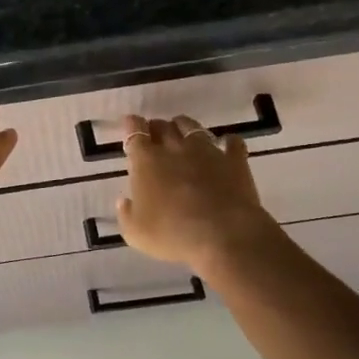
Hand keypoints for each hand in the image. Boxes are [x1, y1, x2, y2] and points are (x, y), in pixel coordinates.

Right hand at [114, 115, 281, 273]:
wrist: (224, 235)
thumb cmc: (172, 234)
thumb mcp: (136, 233)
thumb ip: (126, 215)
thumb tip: (123, 202)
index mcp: (146, 161)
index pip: (135, 132)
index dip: (132, 125)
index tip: (130, 123)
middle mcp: (175, 148)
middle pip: (163, 126)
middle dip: (156, 127)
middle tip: (154, 135)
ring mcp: (207, 151)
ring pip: (192, 127)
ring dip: (184, 127)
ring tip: (183, 134)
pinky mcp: (234, 161)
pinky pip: (232, 143)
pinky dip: (227, 143)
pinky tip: (226, 146)